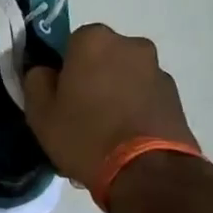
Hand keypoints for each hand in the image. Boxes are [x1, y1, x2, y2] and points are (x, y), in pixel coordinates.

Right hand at [23, 23, 197, 186]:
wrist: (148, 173)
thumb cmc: (85, 135)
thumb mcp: (40, 113)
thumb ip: (36, 81)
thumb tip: (45, 71)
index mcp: (94, 40)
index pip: (69, 44)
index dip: (62, 70)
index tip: (58, 96)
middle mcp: (130, 45)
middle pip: (101, 58)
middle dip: (91, 79)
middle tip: (79, 115)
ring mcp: (157, 70)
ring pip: (124, 78)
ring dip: (114, 94)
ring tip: (104, 134)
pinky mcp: (176, 97)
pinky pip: (144, 97)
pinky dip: (134, 110)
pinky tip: (125, 140)